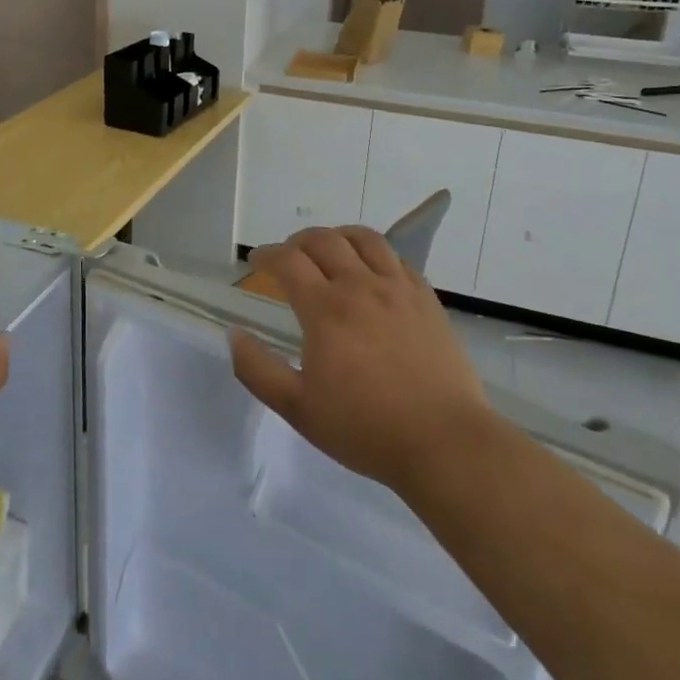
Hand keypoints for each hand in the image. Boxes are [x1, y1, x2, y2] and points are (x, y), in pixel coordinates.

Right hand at [230, 226, 489, 498]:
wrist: (445, 443)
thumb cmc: (365, 428)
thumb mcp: (297, 409)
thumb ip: (257, 369)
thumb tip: (234, 335)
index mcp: (325, 309)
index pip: (288, 260)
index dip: (267, 254)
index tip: (256, 262)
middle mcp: (360, 287)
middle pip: (324, 240)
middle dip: (297, 241)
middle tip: (288, 256)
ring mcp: (398, 289)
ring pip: (364, 239)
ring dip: (338, 236)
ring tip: (329, 251)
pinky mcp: (427, 300)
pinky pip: (397, 259)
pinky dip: (375, 254)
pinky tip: (371, 272)